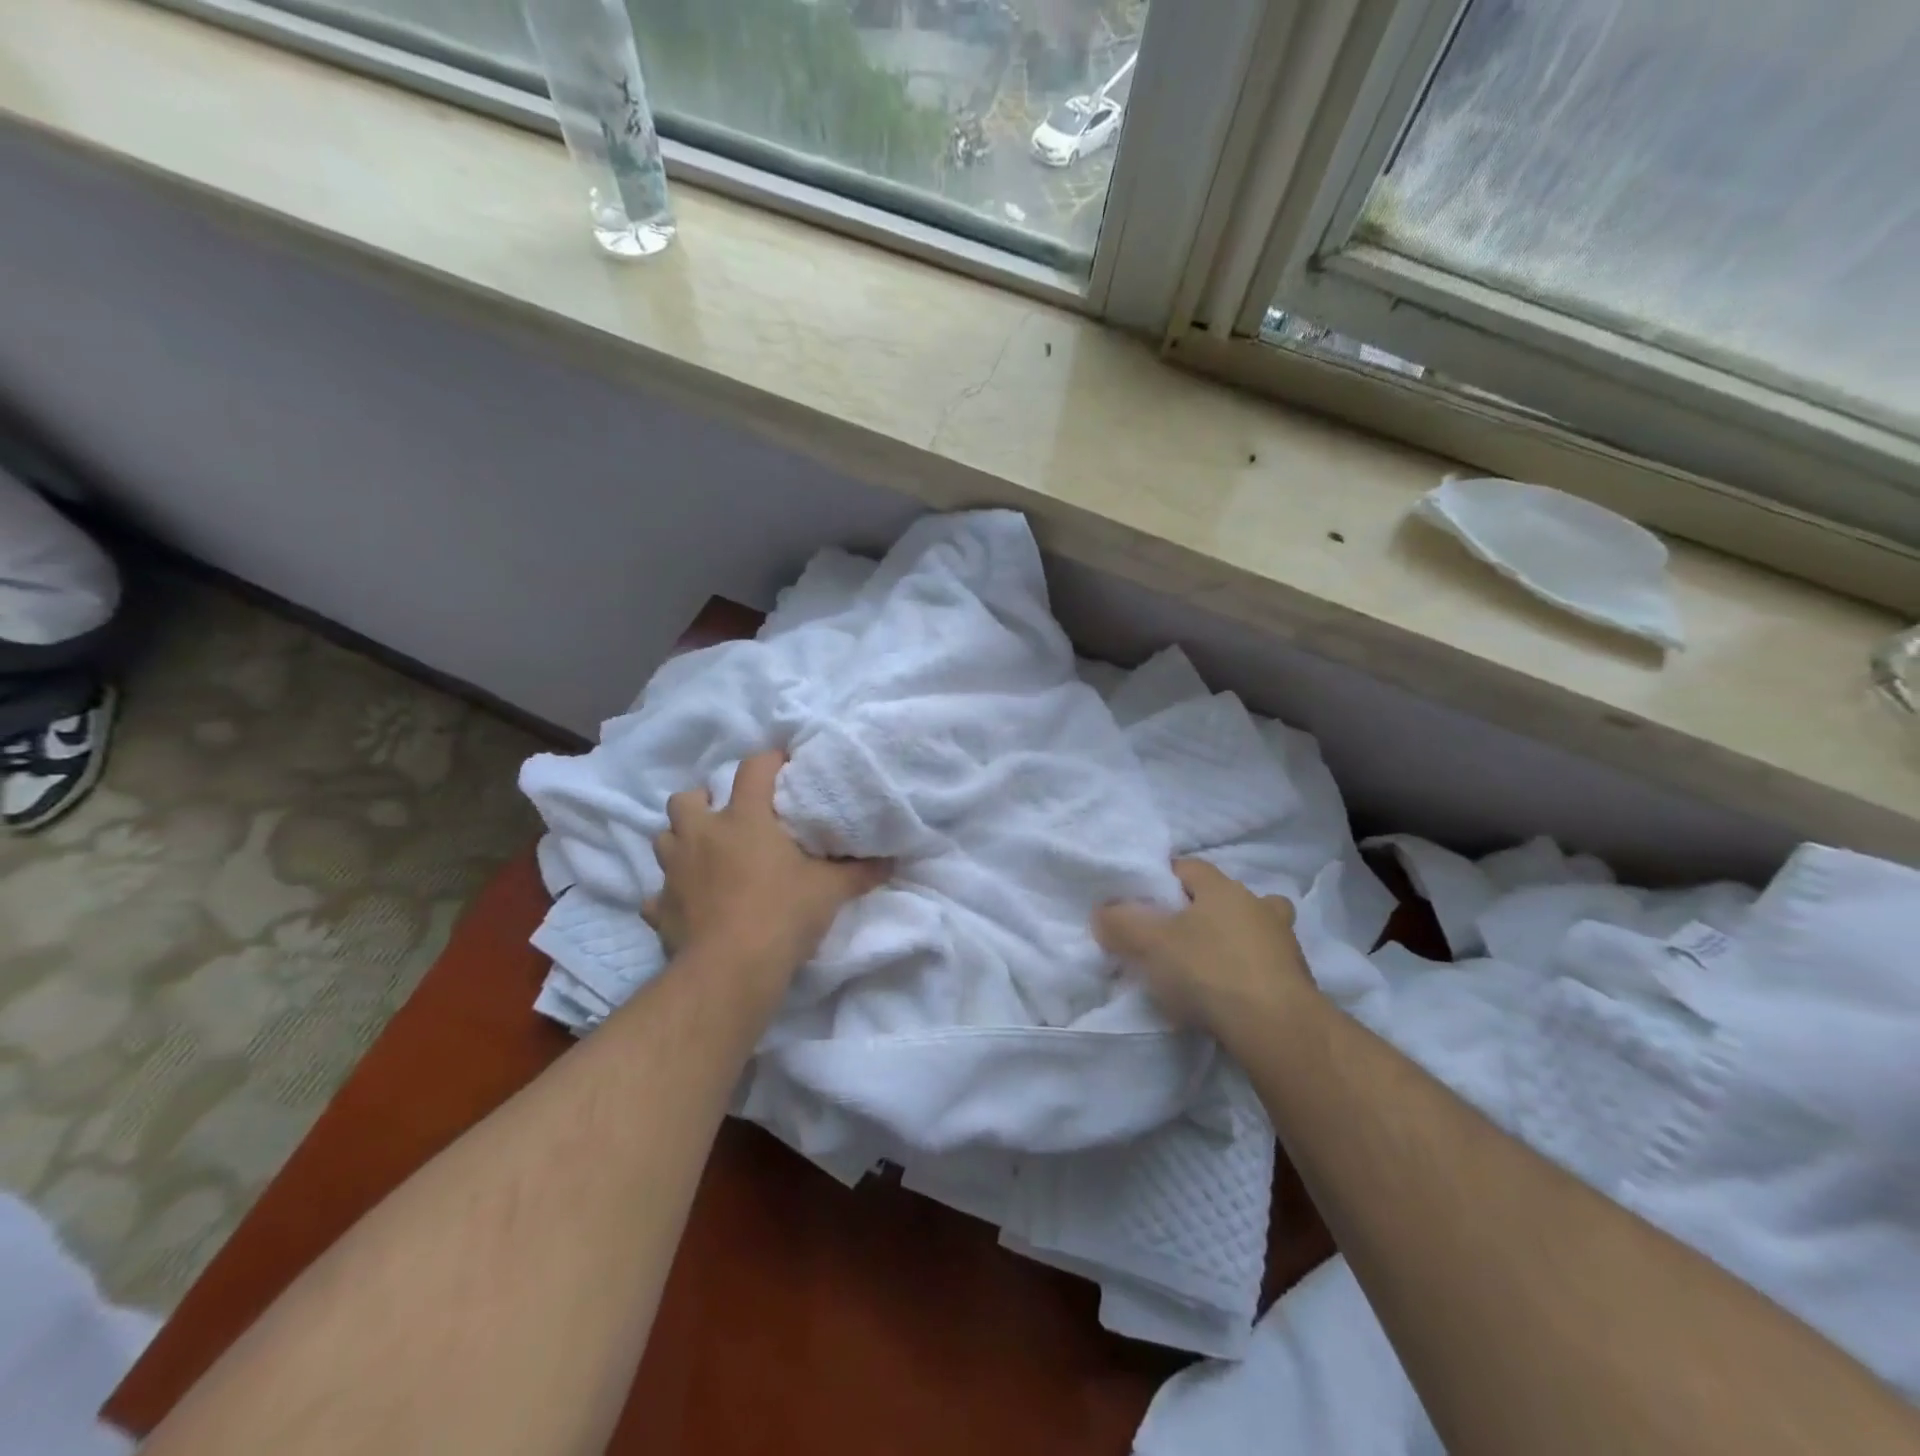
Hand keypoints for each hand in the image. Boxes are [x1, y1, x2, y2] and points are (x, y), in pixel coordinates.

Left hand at [644, 751, 889, 987]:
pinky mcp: (660, 908)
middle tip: (727, 817)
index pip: (753, 770)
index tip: (782, 765)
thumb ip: (859, 873)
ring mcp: (675, 871)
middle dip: (703, 801)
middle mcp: (703, 836)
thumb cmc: (783, 915)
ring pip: (663, 838)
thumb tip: (890, 862)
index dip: (768, 761)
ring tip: (704, 855)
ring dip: (682, 841)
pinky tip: (686, 904)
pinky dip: (670, 895)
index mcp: (744, 819)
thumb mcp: (829, 891)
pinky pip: (657, 894)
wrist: (731, 970)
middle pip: (686, 798)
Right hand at [1093, 859, 1316, 1034]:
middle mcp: (1257, 905)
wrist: (1277, 1029)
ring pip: (1253, 929)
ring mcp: (1284, 942)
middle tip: (1175, 934)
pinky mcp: (1298, 980)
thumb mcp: (1150, 944)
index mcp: (1222, 887)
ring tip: (1205, 966)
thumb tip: (1102, 912)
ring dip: (1232, 940)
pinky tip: (1228, 994)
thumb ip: (1120, 923)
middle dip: (1202, 910)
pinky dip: (1248, 972)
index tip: (1143, 903)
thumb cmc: (1209, 970)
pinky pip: (1264, 964)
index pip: (1187, 867)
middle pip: (1224, 897)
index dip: (1162, 880)